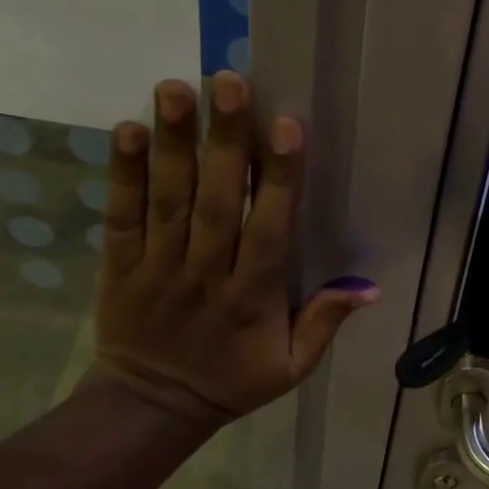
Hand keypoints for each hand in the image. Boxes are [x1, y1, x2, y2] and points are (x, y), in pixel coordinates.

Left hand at [88, 74, 376, 426]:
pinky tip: (127, 129)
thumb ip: (325, 323)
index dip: (279, 179)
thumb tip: (368, 288)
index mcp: (252, 297)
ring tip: (175, 88)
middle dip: (225, 141)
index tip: (286, 128)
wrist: (152, 405)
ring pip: (167, 198)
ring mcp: (158, 265)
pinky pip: (121, 214)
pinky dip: (122, 173)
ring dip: (172, 142)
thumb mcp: (292, 366)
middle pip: (216, 200)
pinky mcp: (120, 264)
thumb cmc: (232, 380)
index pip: (268, 230)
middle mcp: (205, 272)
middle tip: (229, 83)